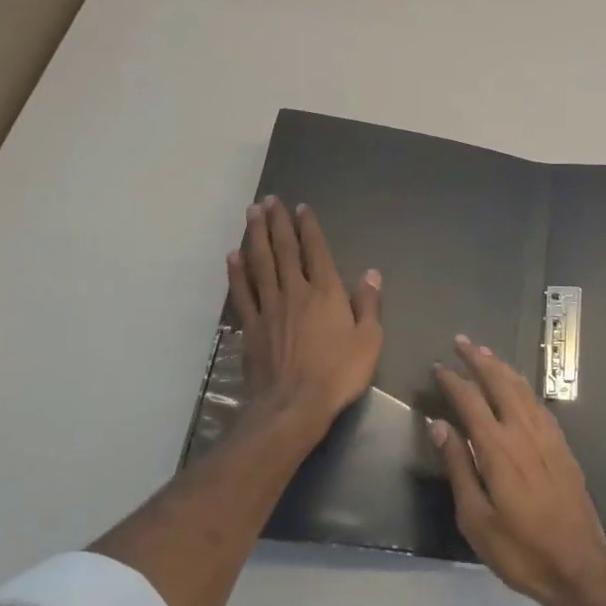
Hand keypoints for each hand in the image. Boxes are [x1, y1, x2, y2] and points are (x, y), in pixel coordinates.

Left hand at [228, 198, 382, 435]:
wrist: (293, 405)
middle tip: (269, 200)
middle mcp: (295, 292)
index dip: (308, 227)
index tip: (300, 208)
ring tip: (251, 214)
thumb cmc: (338, 373)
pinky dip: (236, 272)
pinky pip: (242, 293)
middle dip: (276, 223)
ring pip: (260, 264)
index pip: (316, 251)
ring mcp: (269, 308)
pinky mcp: (250, 328)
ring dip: (255, 236)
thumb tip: (371, 273)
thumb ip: (368, 304)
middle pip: (284, 250)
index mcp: (326, 292)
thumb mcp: (368, 340)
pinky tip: (233, 256)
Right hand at [429, 336, 605, 605]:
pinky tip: (519, 387)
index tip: (439, 366)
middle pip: (500, 383)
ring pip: (523, 388)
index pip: (471, 401)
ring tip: (486, 354)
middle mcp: (524, 431)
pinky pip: (539, 403)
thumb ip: (458, 466)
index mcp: (498, 448)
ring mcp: (547, 436)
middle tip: (462, 341)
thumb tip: (438, 425)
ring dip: (502, 367)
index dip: (453, 381)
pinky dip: (524, 386)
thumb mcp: (475, 518)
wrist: (578, 565)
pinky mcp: (562, 446)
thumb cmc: (519, 549)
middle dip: (480, 359)